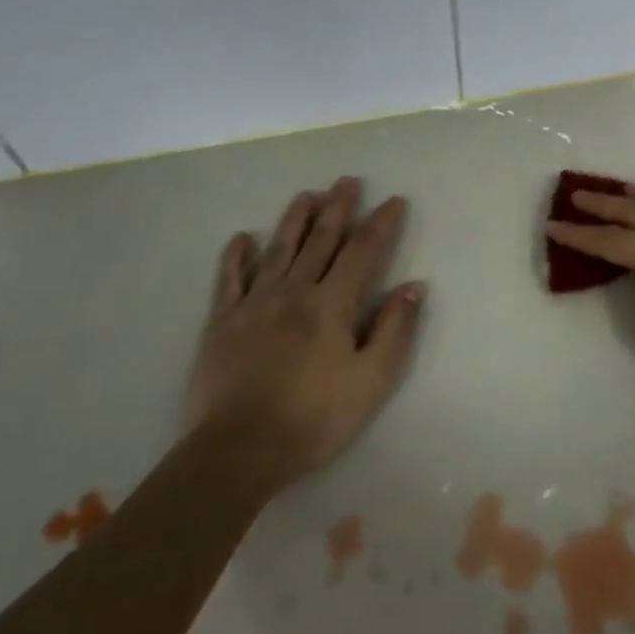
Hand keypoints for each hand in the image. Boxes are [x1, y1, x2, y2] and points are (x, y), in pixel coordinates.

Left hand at [186, 177, 424, 487]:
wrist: (237, 452)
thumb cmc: (315, 418)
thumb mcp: (372, 380)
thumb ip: (394, 329)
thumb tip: (413, 286)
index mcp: (331, 304)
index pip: (363, 252)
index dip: (381, 224)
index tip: (394, 201)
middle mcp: (293, 292)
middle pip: (320, 241)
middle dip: (338, 209)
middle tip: (347, 181)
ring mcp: (253, 306)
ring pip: (279, 251)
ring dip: (295, 221)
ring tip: (307, 195)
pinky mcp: (221, 325)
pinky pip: (229, 281)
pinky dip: (236, 257)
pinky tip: (242, 238)